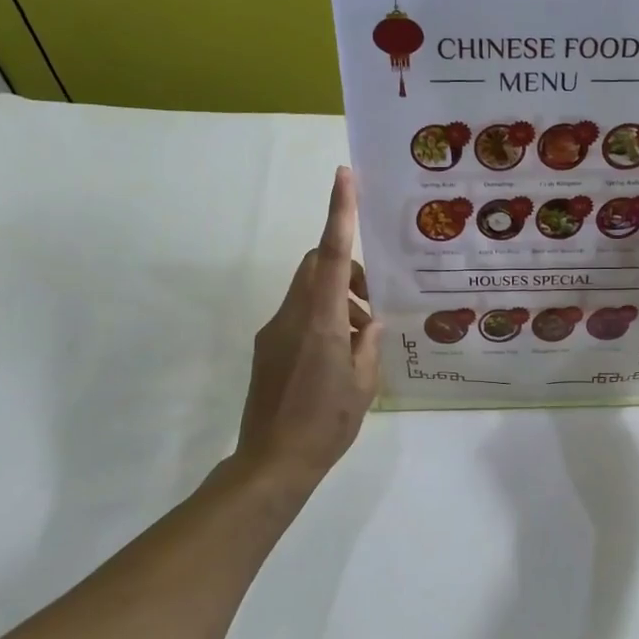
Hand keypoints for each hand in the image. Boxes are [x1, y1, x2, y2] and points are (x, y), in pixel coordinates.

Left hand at [235, 167, 382, 485]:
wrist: (272, 462)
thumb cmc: (326, 423)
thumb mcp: (364, 385)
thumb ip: (369, 345)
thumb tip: (371, 322)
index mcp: (322, 321)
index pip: (333, 255)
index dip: (338, 212)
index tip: (343, 176)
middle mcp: (293, 316)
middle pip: (317, 265)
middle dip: (346, 267)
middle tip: (371, 301)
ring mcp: (274, 331)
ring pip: (308, 291)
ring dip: (337, 298)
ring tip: (360, 338)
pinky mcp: (267, 347)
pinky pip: (298, 315)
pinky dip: (322, 318)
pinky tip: (338, 355)